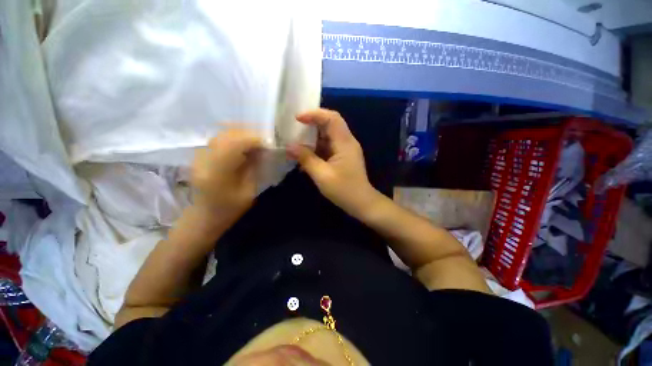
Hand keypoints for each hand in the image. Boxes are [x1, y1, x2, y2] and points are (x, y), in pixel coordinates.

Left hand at [191, 129, 261, 223]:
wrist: (204, 216)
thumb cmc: (229, 209)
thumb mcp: (248, 192)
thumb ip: (254, 168)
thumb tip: (262, 150)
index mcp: (216, 173)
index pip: (234, 145)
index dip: (253, 140)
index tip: (269, 142)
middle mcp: (204, 160)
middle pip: (227, 135)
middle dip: (249, 133)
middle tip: (264, 139)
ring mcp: (199, 156)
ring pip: (222, 134)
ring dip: (241, 133)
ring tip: (256, 140)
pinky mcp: (200, 155)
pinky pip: (219, 138)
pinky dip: (233, 137)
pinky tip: (243, 143)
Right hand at [287, 109, 377, 216]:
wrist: (361, 203)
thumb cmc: (343, 190)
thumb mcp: (322, 175)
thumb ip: (306, 159)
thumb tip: (289, 146)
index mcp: (345, 143)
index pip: (331, 118)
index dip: (314, 114)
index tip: (297, 118)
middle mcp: (347, 141)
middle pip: (330, 124)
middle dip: (312, 124)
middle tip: (294, 128)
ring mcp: (345, 149)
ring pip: (328, 135)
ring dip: (313, 137)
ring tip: (296, 141)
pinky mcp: (343, 156)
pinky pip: (328, 146)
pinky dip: (317, 148)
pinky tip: (306, 155)